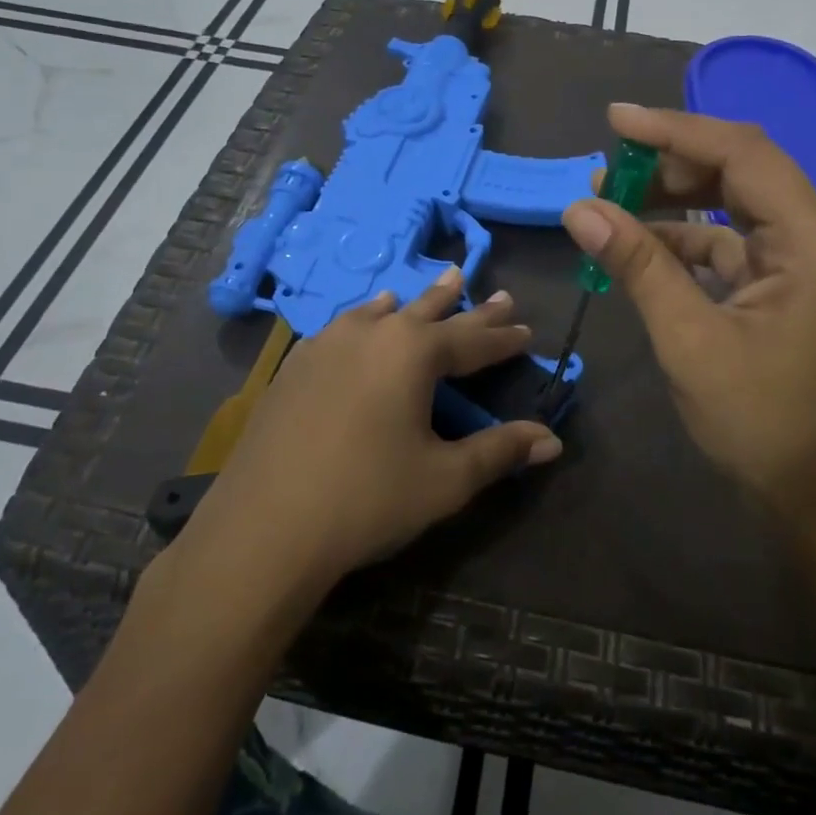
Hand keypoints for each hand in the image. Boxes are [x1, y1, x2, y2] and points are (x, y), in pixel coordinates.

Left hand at [175, 270, 562, 591]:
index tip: (527, 329)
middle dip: (466, 305)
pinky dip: (368, 319)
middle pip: (431, 312)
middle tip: (494, 293)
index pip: (473, 340)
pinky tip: (363, 322)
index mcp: (414, 352)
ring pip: (384, 311)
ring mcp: (328, 343)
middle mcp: (374, 333)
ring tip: (434, 287)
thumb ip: (500, 452)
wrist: (264, 527)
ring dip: (415, 304)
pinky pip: (345, 327)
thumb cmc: (367, 499)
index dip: (504, 338)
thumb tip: (552, 441)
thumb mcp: (445, 479)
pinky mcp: (296, 364)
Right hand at [562, 104, 815, 526]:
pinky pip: (727, 240)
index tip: (615, 120)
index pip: (741, 153)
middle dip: (670, 161)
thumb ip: (638, 265)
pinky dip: (682, 237)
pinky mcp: (781, 283)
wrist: (815, 497)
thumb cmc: (761, 423)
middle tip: (605, 168)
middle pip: (740, 168)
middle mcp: (814, 235)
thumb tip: (579, 208)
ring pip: (732, 201)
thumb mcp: (690, 340)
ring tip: (610, 198)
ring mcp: (799, 259)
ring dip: (673, 196)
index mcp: (812, 240)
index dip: (675, 130)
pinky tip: (637, 245)